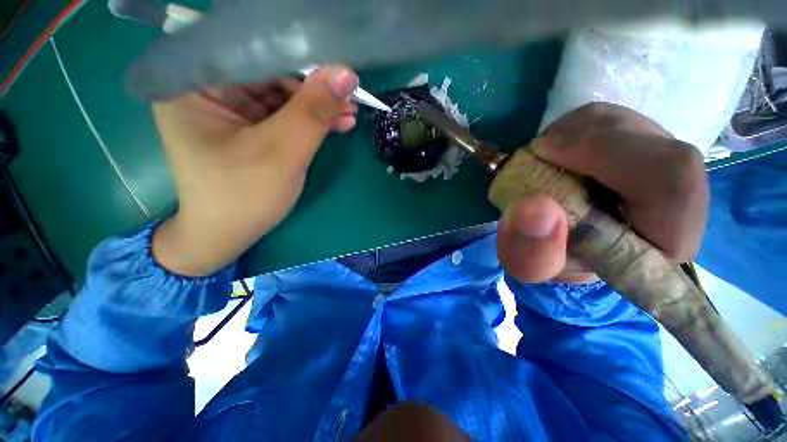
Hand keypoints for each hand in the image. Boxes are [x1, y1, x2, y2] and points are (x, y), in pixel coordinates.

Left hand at [151, 65, 358, 275]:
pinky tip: (336, 123)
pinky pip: (282, 114)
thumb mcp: (282, 152)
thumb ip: (313, 112)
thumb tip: (346, 74)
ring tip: (349, 113)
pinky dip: (309, 120)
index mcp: (193, 84)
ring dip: (317, 106)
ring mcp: (227, 108)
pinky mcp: (246, 126)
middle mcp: (205, 88)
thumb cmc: (244, 196)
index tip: (338, 69)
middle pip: (268, 74)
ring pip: (280, 95)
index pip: (252, 53)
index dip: (299, 58)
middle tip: (350, 97)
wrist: (227, 235)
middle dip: (313, 89)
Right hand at [497, 103, 707, 284]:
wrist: (565, 245)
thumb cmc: (551, 259)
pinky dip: (574, 128)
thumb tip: (534, 207)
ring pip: (627, 123)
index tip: (542, 152)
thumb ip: (531, 253)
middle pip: (649, 141)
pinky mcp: (643, 147)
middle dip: (581, 140)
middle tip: (536, 154)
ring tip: (543, 157)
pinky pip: (612, 120)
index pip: (670, 179)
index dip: (605, 153)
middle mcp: (682, 198)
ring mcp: (664, 165)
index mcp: (667, 240)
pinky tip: (557, 150)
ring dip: (573, 132)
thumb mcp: (530, 268)